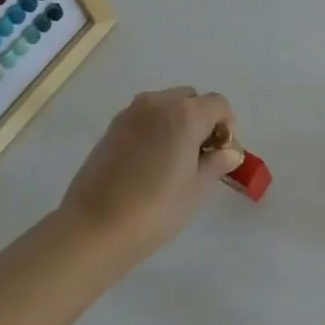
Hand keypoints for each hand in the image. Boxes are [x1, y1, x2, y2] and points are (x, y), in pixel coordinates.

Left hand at [58, 87, 241, 257]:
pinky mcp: (111, 126)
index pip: (218, 104)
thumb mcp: (196, 189)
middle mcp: (157, 103)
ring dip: (177, 122)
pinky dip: (155, 128)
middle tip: (200, 156)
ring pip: (165, 105)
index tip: (222, 154)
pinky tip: (150, 163)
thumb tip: (230, 152)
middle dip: (201, 120)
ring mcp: (130, 112)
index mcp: (185, 114)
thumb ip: (216, 164)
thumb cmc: (156, 209)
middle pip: (190, 99)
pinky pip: (144, 117)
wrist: (95, 226)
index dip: (226, 126)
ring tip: (174, 160)